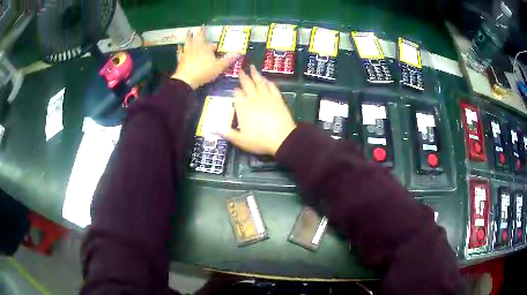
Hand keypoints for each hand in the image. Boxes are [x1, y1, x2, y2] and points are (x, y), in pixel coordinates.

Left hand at [171, 28, 236, 89]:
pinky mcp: (180, 59)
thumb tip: (238, 54)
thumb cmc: (204, 71)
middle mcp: (196, 47)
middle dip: (199, 34)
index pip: (211, 45)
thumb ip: (228, 60)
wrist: (186, 79)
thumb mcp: (219, 67)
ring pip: (188, 42)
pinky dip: (180, 48)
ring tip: (189, 33)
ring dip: (189, 37)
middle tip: (199, 28)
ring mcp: (187, 52)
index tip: (216, 47)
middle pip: (197, 38)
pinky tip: (179, 46)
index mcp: (206, 48)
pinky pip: (180, 51)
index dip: (214, 46)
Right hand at [220, 66, 296, 155]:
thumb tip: (212, 128)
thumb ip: (227, 133)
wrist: (282, 139)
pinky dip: (268, 81)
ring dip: (255, 74)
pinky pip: (272, 86)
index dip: (235, 91)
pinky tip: (266, 79)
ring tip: (252, 67)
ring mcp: (266, 97)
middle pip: (247, 84)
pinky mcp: (278, 98)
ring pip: (259, 82)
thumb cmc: (260, 140)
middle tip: (240, 69)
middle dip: (243, 76)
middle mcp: (253, 98)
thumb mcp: (240, 140)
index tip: (234, 89)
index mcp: (243, 107)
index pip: (237, 94)